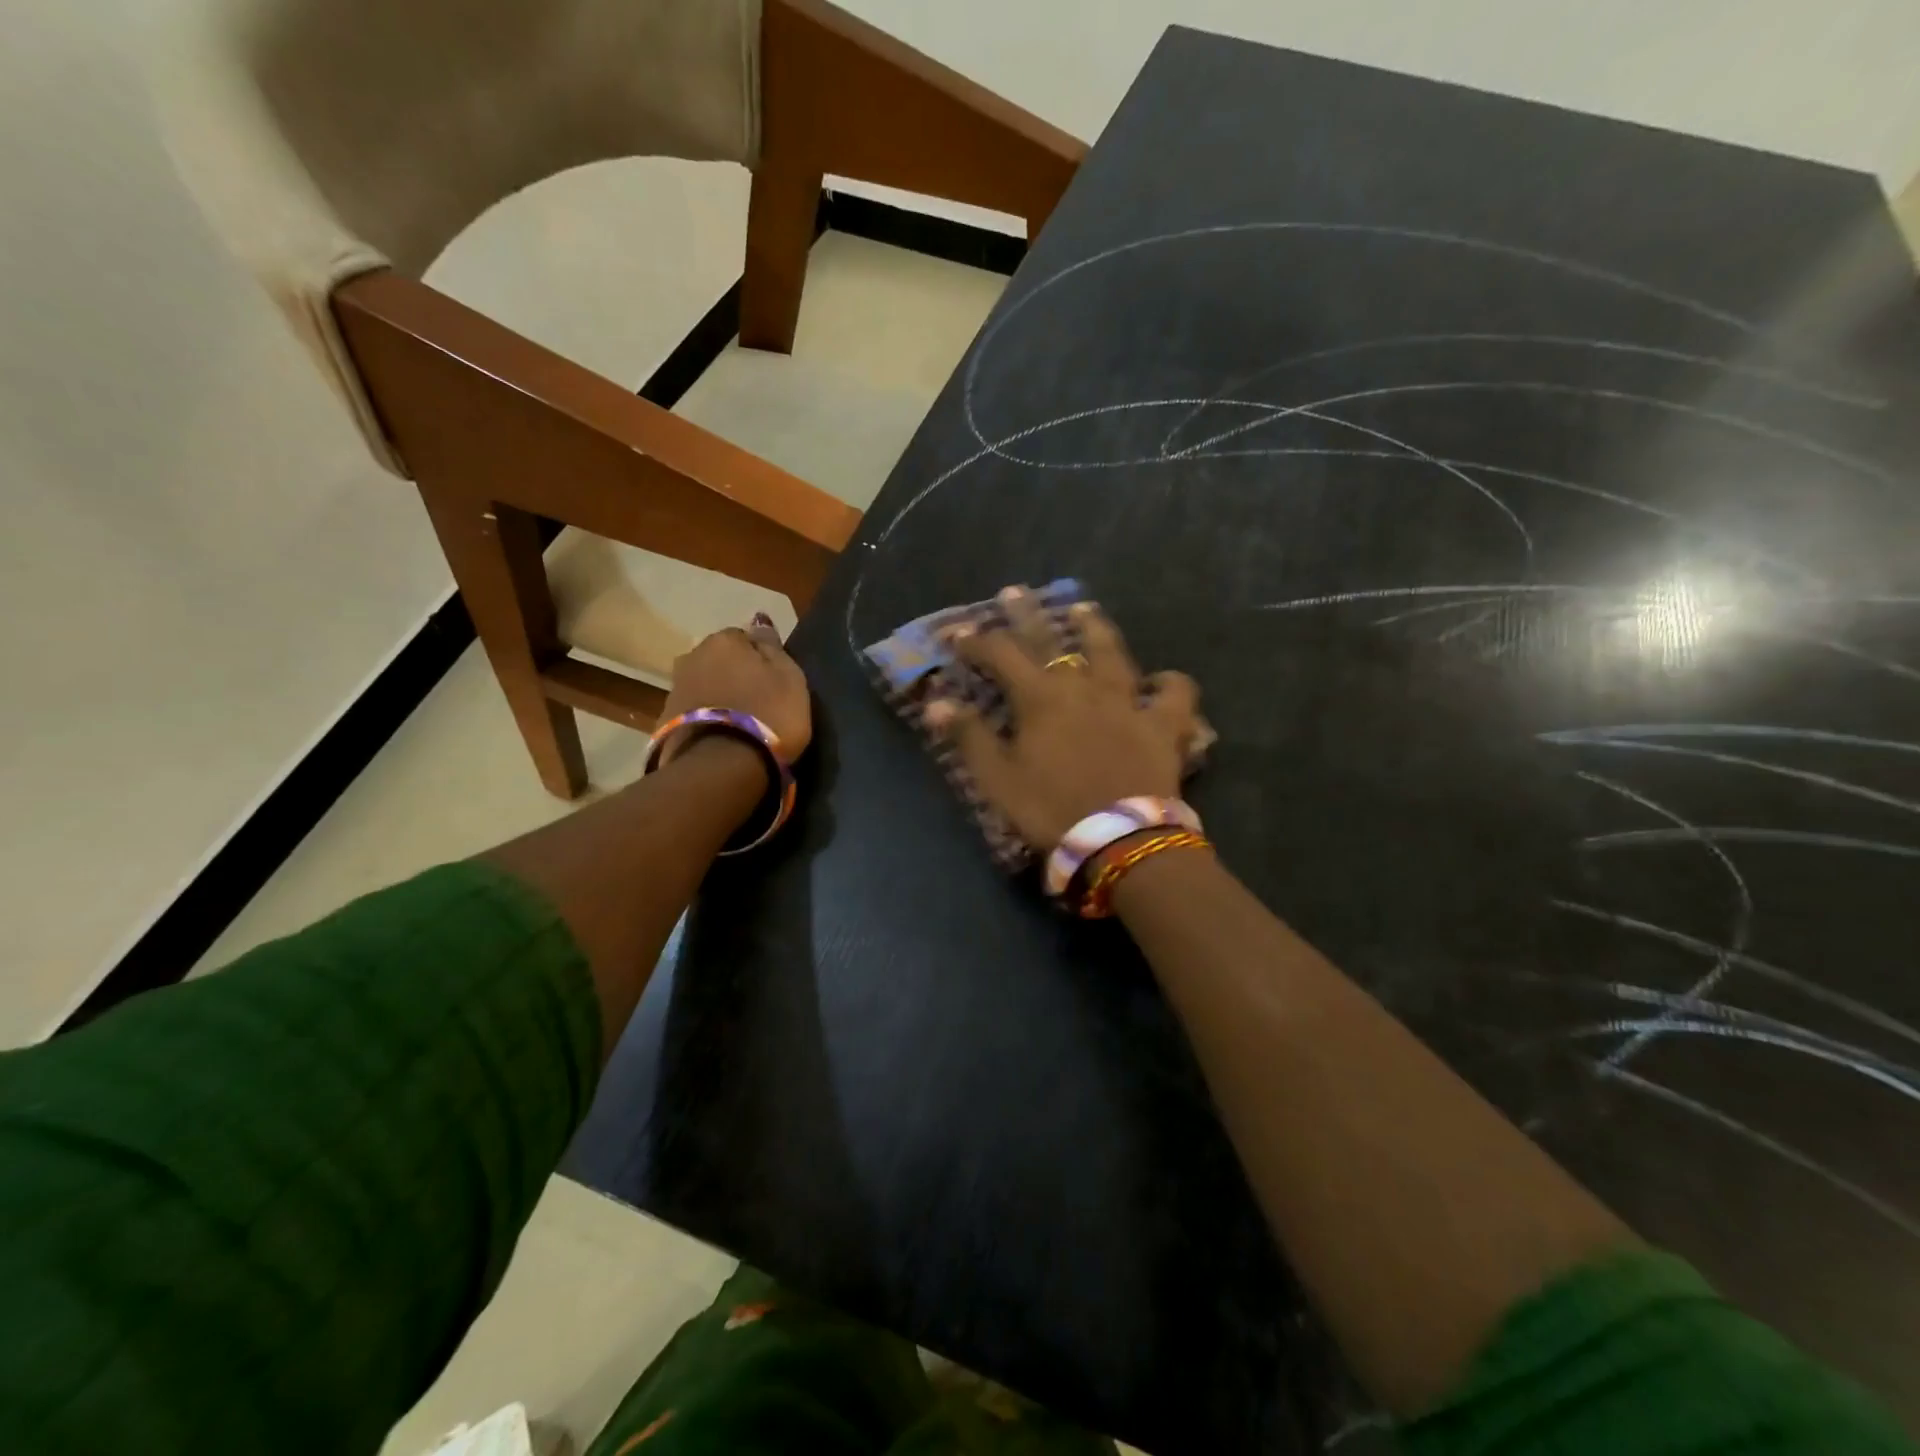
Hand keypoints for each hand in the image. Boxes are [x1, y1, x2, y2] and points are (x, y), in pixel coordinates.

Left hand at [659, 613, 811, 762]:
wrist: (721, 766)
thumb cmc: (768, 715)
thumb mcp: (790, 678)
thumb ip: (773, 648)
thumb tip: (759, 621)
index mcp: (724, 640)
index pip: (744, 637)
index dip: (759, 658)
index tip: (772, 680)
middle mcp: (692, 656)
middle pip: (718, 660)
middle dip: (733, 674)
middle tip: (756, 700)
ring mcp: (674, 689)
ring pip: (703, 684)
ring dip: (717, 696)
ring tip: (737, 721)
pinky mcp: (665, 721)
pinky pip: (693, 712)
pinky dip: (705, 717)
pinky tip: (720, 735)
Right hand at [925, 591, 1202, 850]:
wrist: (1120, 840)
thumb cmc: (1051, 809)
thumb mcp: (998, 779)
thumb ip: (969, 736)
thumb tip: (936, 703)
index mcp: (1041, 698)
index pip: (1001, 655)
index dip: (976, 641)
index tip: (956, 634)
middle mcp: (1084, 686)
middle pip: (1053, 639)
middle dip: (1028, 615)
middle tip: (1015, 592)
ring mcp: (1128, 701)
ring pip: (1113, 651)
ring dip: (1095, 627)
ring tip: (1084, 610)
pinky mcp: (1164, 724)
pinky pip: (1175, 694)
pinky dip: (1168, 684)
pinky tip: (1160, 683)